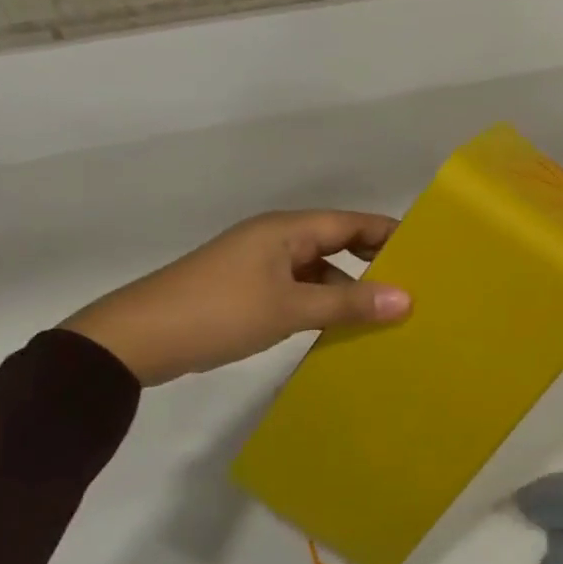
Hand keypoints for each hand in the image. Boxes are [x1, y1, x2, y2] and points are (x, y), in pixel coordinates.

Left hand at [61, 211, 410, 386]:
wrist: (135, 341)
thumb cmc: (218, 313)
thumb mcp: (289, 309)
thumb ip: (348, 304)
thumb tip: (407, 299)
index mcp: (286, 230)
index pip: (351, 222)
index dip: (389, 234)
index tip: (427, 253)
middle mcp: (275, 239)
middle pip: (336, 242)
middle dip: (373, 261)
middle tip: (412, 285)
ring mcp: (257, 265)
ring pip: (316, 269)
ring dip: (346, 287)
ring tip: (383, 311)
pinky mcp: (245, 291)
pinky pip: (297, 289)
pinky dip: (320, 302)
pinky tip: (337, 328)